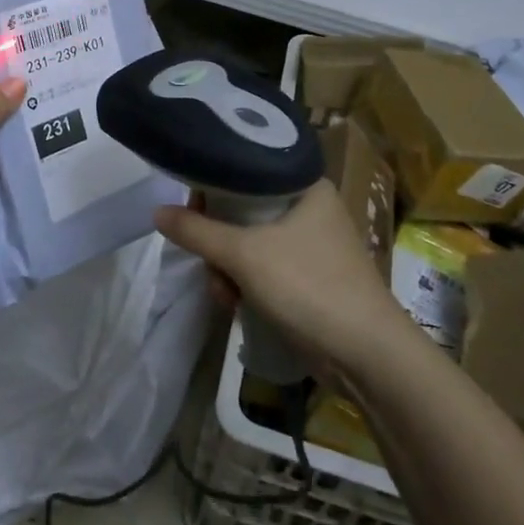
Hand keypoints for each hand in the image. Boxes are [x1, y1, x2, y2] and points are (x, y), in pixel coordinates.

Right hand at [153, 180, 406, 369]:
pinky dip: (246, 284)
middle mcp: (310, 208)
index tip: (192, 209)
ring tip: (225, 295)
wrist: (366, 355)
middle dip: (219, 242)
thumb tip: (157, 211)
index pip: (247, 169)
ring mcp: (311, 245)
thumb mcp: (244, 254)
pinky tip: (236, 306)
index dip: (214, 185)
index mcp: (305, 186)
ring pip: (249, 243)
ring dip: (228, 269)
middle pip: (243, 210)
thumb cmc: (308, 286)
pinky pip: (263, 269)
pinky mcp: (308, 278)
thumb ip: (197, 231)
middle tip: (209, 262)